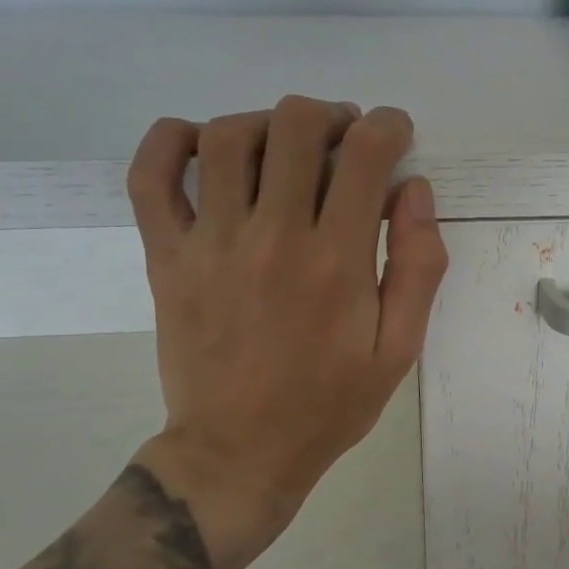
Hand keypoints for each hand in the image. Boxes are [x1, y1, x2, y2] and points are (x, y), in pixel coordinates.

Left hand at [123, 96, 446, 568]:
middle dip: (330, 116)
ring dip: (266, 123)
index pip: (364, 153)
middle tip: (342, 139)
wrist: (238, 453)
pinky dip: (171, 141)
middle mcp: (272, 237)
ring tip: (284, 147)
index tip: (394, 134)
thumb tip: (414, 190)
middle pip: (294, 126)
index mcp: (336, 261)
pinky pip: (150, 177)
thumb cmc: (329, 404)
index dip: (387, 125)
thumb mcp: (399, 349)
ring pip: (227, 137)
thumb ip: (418, 266)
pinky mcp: (166, 257)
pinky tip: (201, 144)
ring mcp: (209, 244)